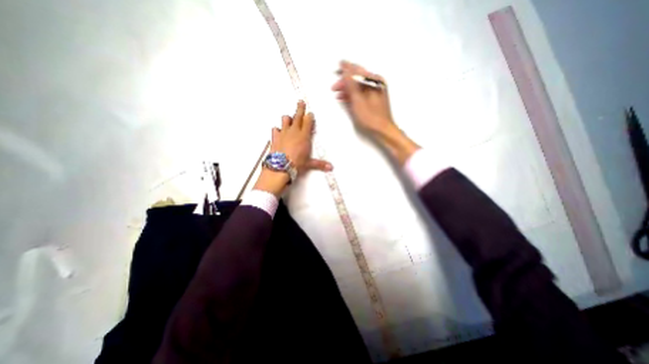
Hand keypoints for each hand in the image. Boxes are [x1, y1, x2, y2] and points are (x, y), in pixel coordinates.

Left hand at [253, 101, 331, 197]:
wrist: (281, 166)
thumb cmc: (297, 163)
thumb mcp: (309, 163)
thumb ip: (320, 164)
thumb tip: (331, 167)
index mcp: (304, 136)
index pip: (308, 121)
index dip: (309, 116)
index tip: (310, 113)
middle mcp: (294, 131)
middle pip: (297, 116)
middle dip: (300, 108)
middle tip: (301, 102)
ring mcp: (283, 133)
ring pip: (285, 119)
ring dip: (288, 119)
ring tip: (289, 119)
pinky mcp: (275, 137)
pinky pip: (275, 129)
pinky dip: (277, 130)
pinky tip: (278, 132)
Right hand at [331, 61, 417, 165]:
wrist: (383, 130)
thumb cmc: (371, 117)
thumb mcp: (358, 101)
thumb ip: (351, 85)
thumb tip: (346, 69)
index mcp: (374, 81)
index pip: (357, 70)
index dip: (346, 69)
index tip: (338, 64)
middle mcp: (376, 83)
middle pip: (358, 78)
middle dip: (345, 81)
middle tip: (334, 87)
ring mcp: (376, 91)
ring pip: (359, 86)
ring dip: (348, 89)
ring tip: (338, 94)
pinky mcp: (375, 98)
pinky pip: (362, 92)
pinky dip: (353, 94)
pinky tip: (346, 99)